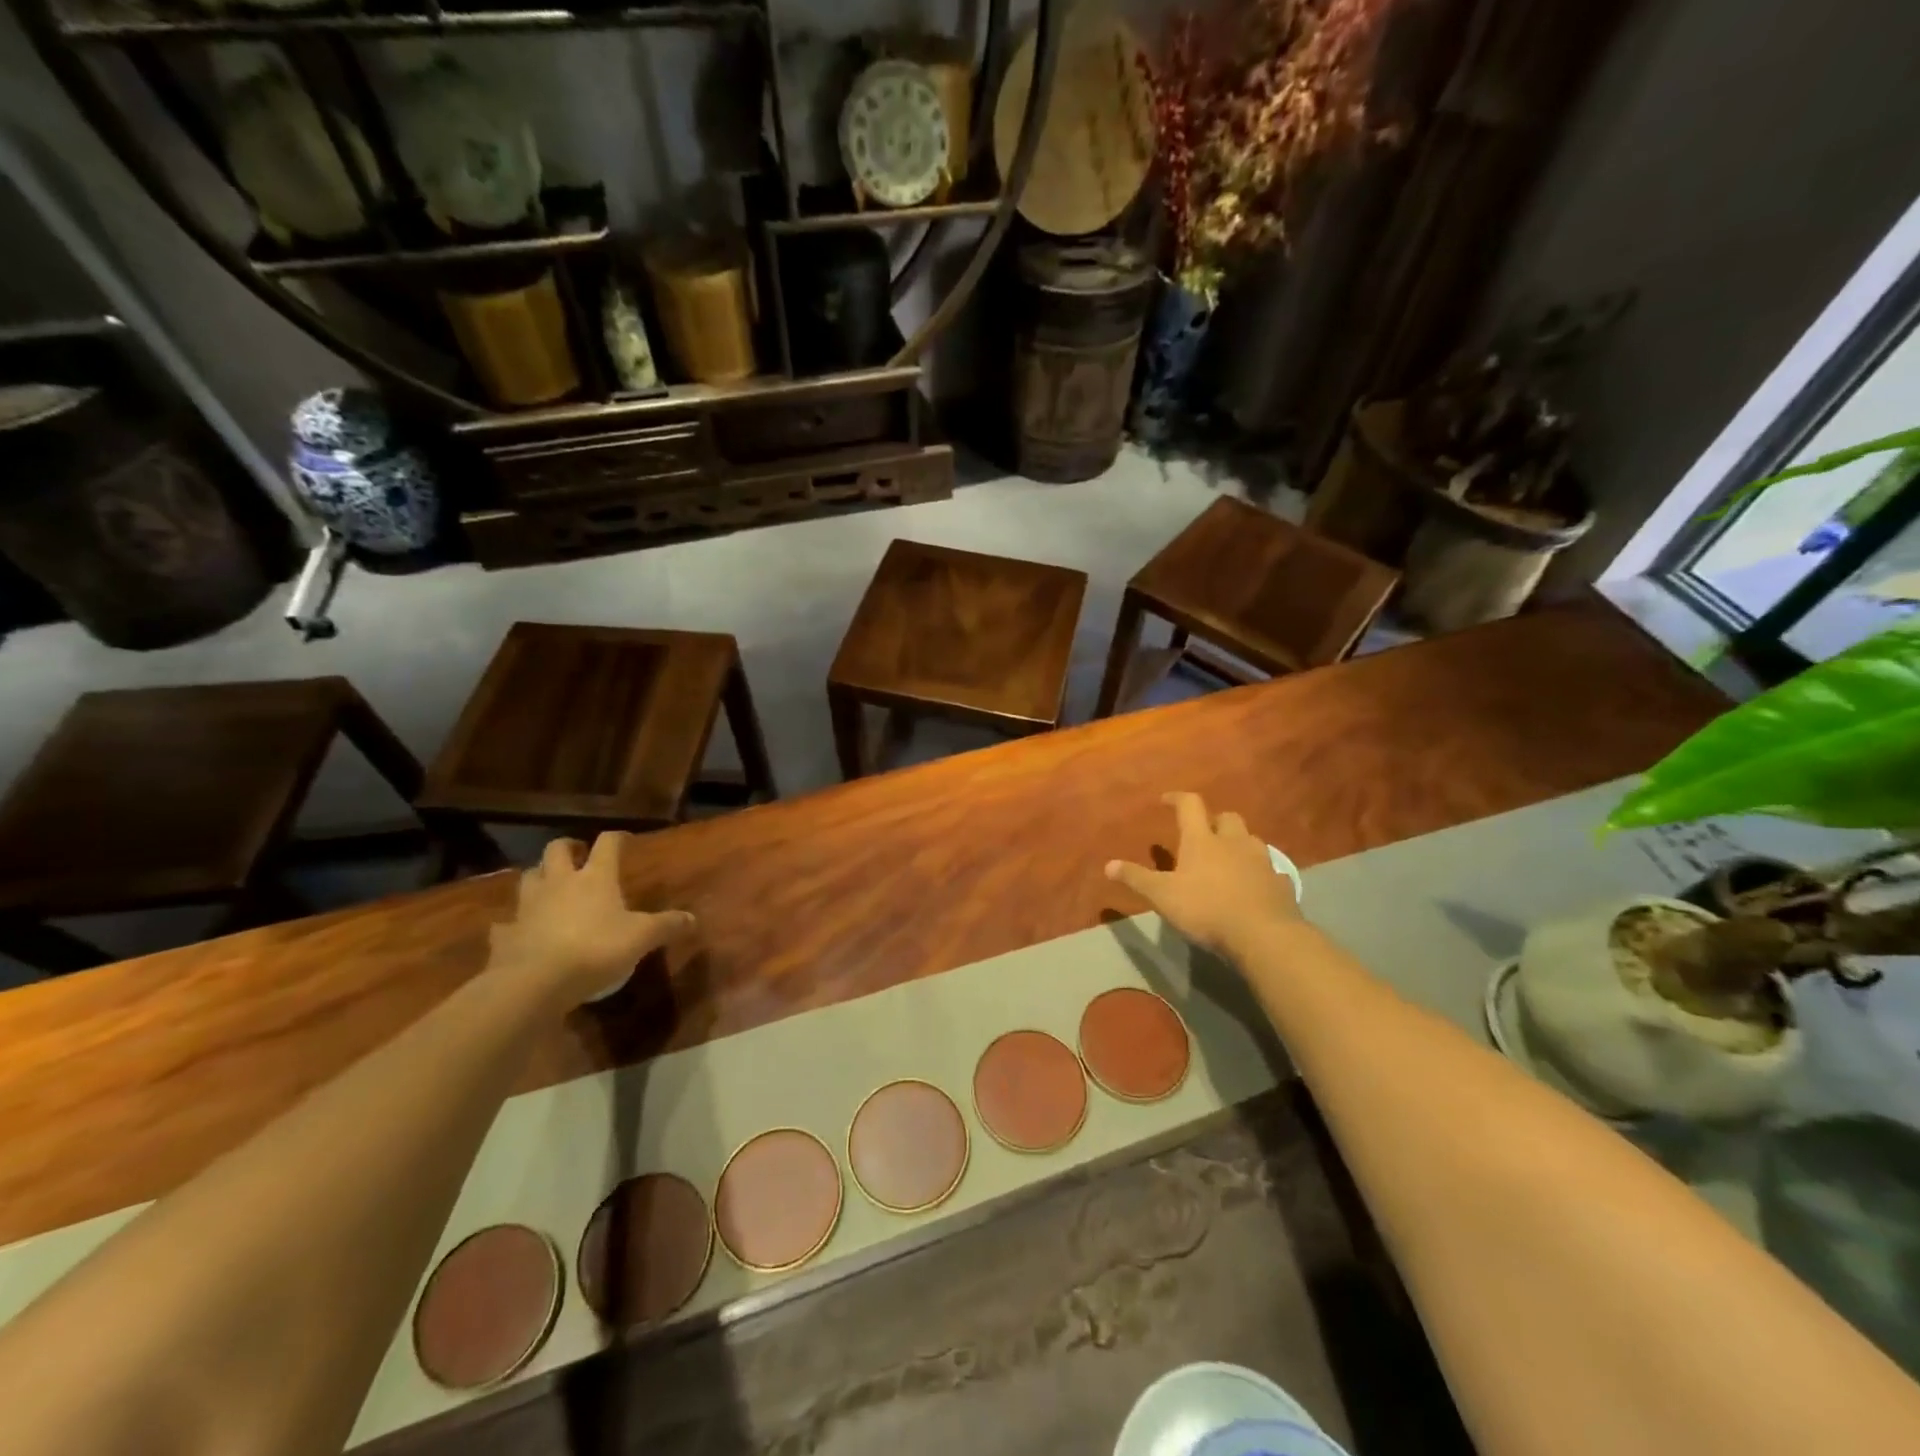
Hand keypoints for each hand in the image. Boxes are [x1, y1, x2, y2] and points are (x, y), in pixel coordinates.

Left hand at [488, 834, 695, 1007]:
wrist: (536, 982)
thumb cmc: (596, 949)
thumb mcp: (642, 938)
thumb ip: (667, 926)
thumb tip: (693, 918)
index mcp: (595, 878)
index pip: (607, 844)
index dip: (616, 839)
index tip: (624, 840)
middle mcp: (559, 883)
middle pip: (556, 850)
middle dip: (567, 848)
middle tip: (577, 855)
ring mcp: (528, 907)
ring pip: (528, 878)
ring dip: (538, 878)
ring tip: (549, 888)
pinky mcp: (506, 935)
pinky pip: (506, 924)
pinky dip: (513, 924)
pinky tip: (519, 932)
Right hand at [1105, 792, 1301, 956]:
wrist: (1264, 935)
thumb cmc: (1206, 909)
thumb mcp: (1162, 896)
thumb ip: (1136, 879)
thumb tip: (1108, 865)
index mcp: (1203, 840)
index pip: (1190, 805)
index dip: (1177, 798)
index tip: (1166, 800)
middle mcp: (1234, 842)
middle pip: (1227, 818)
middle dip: (1214, 821)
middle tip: (1202, 834)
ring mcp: (1261, 861)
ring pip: (1250, 840)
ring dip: (1238, 844)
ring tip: (1227, 858)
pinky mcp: (1280, 883)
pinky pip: (1269, 870)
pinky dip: (1258, 872)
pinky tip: (1252, 885)